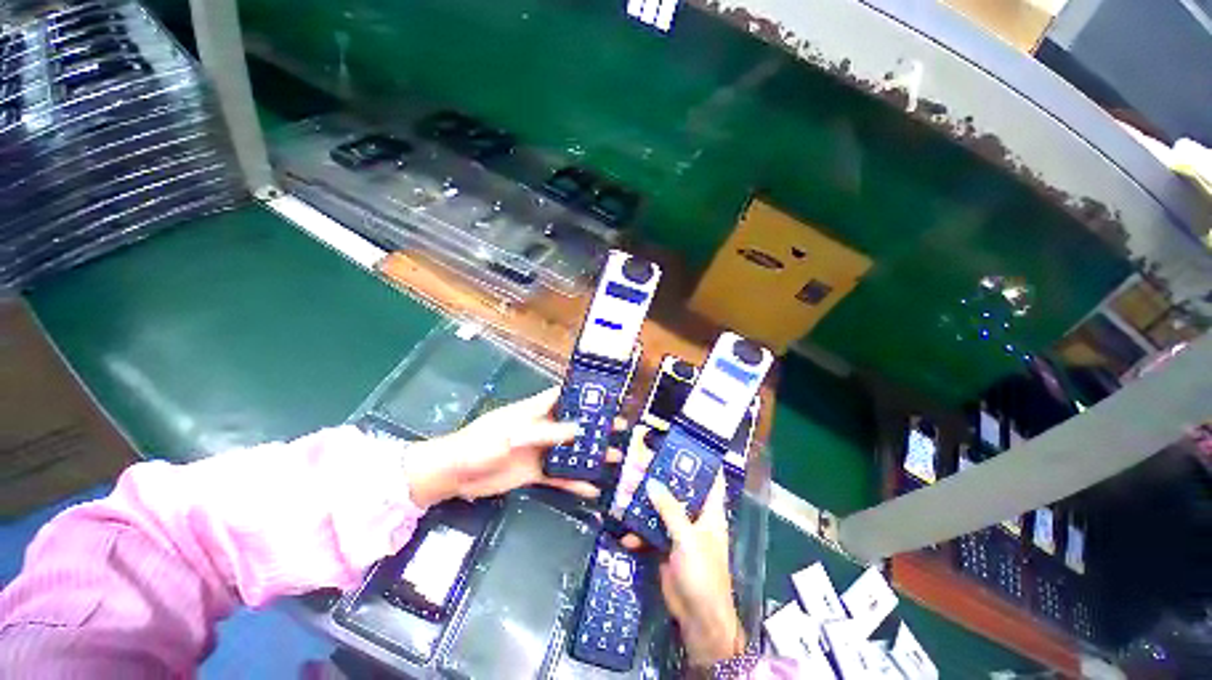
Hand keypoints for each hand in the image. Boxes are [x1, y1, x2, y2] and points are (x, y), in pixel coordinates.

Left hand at [406, 388, 621, 505]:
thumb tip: (579, 429)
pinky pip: (559, 477)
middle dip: (596, 425)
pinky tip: (592, 490)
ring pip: (571, 451)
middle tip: (620, 428)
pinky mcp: (534, 473)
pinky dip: (575, 483)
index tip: (606, 395)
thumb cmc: (480, 443)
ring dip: (591, 454)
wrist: (454, 474)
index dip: (582, 394)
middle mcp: (541, 428)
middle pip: (573, 424)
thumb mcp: (513, 434)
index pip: (562, 396)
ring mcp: (539, 451)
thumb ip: (545, 433)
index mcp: (533, 411)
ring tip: (615, 457)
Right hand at [635, 475, 744, 667]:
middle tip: (640, 461)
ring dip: (644, 502)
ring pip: (661, 508)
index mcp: (710, 512)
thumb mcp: (687, 538)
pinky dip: (639, 531)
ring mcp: (679, 532)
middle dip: (660, 477)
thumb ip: (670, 509)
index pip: (710, 479)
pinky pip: (650, 530)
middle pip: (678, 490)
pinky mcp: (665, 546)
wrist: (697, 618)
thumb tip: (651, 482)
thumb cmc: (703, 574)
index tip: (682, 444)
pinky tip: (626, 534)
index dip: (700, 461)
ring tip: (625, 489)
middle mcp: (695, 517)